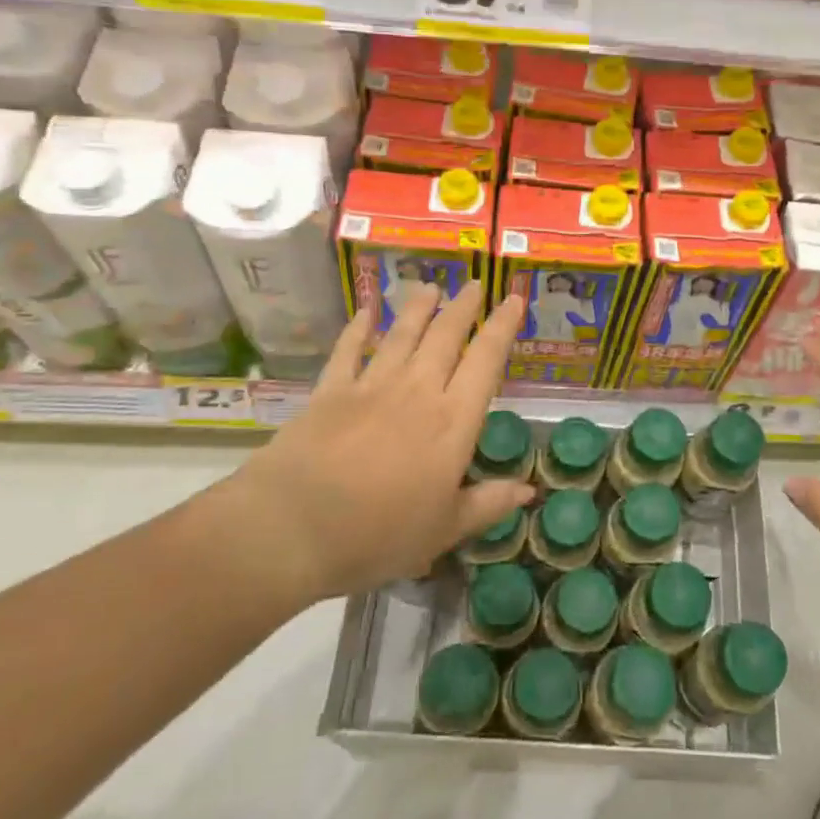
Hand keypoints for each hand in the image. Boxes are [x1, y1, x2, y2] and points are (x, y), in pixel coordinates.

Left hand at [209, 284, 531, 611]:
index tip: (515, 299)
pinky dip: (357, 330)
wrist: (291, 528)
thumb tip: (528, 490)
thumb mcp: (443, 530)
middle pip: (446, 337)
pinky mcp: (329, 392)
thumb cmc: (377, 535)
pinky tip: (365, 313)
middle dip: (464, 308)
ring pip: (401, 335)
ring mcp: (370, 387)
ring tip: (431, 287)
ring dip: (418, 309)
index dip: (503, 327)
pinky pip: (348, 351)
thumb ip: (488, 504)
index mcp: (452, 422)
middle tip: (475, 284)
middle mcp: (417, 391)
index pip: (486, 361)